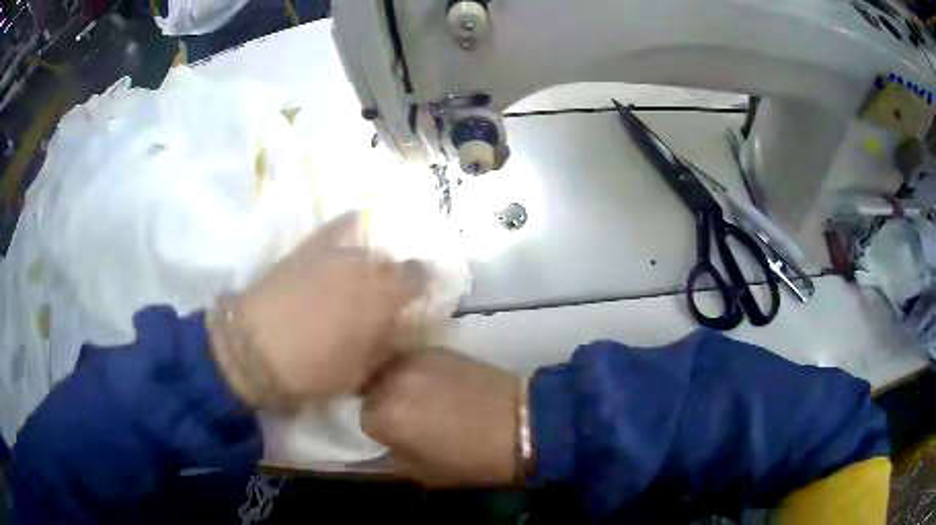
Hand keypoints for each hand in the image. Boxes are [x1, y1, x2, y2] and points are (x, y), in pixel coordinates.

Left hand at [208, 212, 425, 409]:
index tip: (418, 298)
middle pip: (392, 262)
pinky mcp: (309, 247)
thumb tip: (395, 332)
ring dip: (373, 262)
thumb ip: (383, 347)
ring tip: (364, 277)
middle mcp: (364, 266)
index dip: (421, 286)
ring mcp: (334, 252)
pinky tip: (354, 227)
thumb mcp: (358, 373)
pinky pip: (338, 227)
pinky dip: (351, 226)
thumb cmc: (310, 369)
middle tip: (387, 297)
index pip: (418, 277)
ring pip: (367, 249)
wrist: (251, 348)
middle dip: (395, 278)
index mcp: (382, 297)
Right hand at [361, 349, 520, 486]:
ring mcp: (414, 358)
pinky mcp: (436, 348)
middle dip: (380, 402)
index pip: (361, 418)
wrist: (523, 424)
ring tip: (416, 398)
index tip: (394, 435)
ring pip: (386, 369)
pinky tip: (433, 384)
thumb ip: (389, 455)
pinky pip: (409, 359)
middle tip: (402, 416)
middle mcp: (391, 380)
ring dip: (393, 383)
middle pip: (368, 388)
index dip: (380, 430)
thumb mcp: (421, 472)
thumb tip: (380, 441)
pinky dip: (413, 372)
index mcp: (384, 415)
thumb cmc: (472, 459)